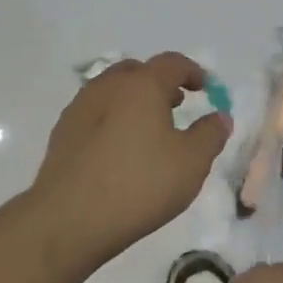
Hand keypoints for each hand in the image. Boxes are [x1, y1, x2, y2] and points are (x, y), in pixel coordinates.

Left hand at [32, 52, 231, 264]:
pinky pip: (95, 114)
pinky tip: (120, 150)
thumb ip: (211, 134)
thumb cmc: (140, 184)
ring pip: (112, 91)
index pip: (172, 63)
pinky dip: (113, 119)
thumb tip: (220, 117)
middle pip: (137, 71)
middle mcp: (107, 87)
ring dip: (134, 101)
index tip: (206, 89)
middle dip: (160, 83)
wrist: (70, 219)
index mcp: (142, 85)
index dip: (193, 72)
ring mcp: (79, 109)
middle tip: (176, 104)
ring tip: (149, 129)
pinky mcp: (62, 134)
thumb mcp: (192, 162)